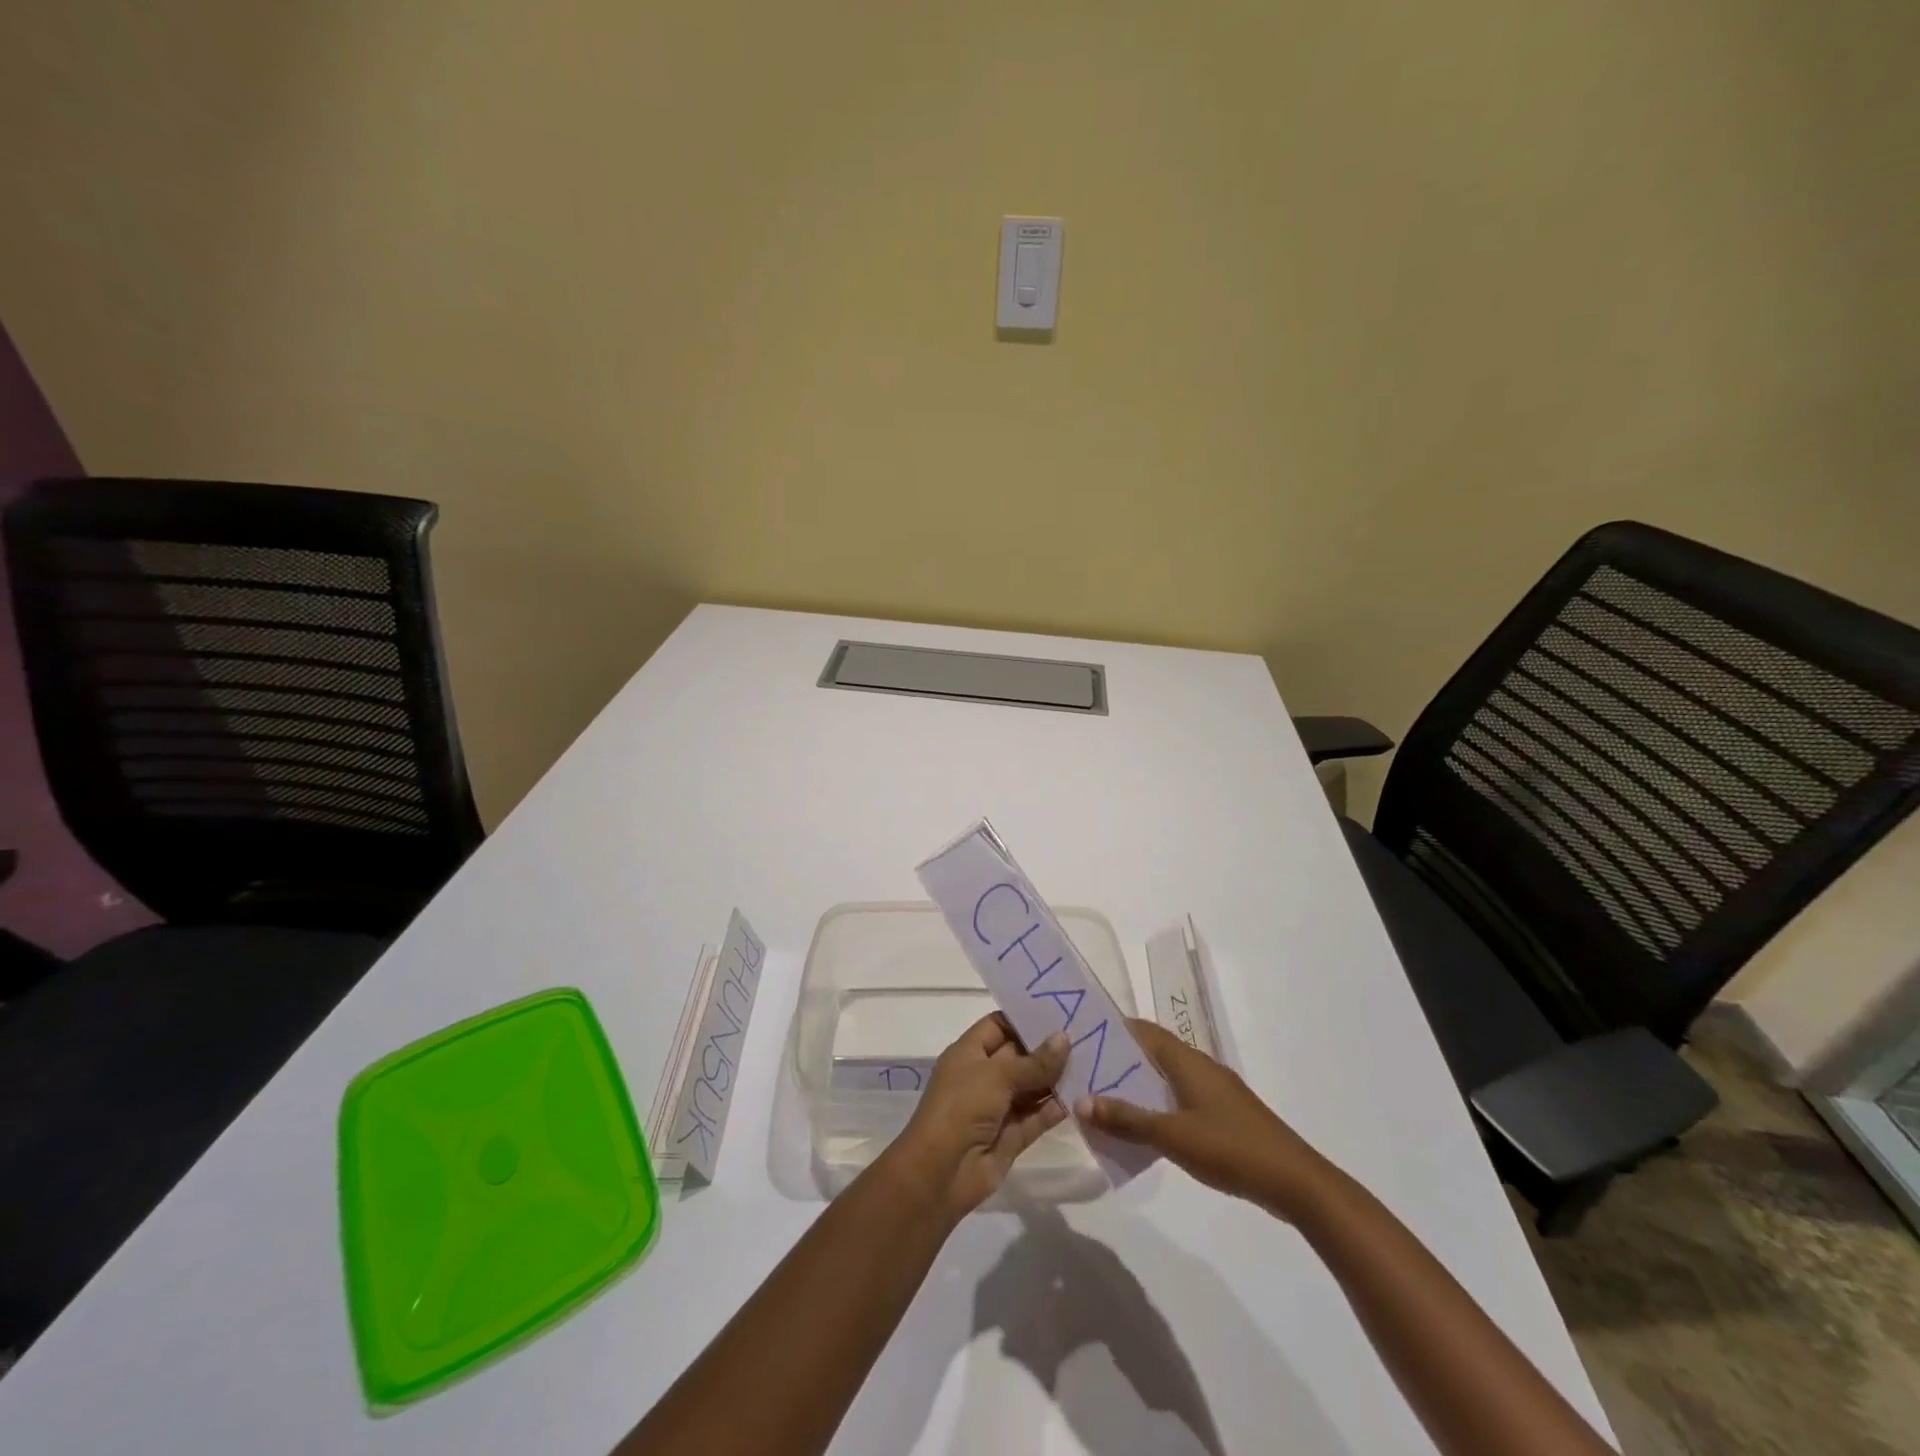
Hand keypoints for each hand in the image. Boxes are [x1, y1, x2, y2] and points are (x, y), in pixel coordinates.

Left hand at [886, 1014, 1069, 1221]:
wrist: (941, 1173)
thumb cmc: (962, 1107)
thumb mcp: (997, 1075)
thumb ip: (1034, 1062)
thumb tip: (1064, 1038)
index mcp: (969, 1053)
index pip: (999, 1025)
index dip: (1025, 1018)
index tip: (1060, 1009)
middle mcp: (983, 1076)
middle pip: (1019, 1056)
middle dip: (1048, 1048)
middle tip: (1087, 1034)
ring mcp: (997, 1108)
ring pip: (1031, 1087)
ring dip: (1056, 1079)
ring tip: (1093, 1062)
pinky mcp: (1011, 1136)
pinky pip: (1036, 1117)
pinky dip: (1055, 1109)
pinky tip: (1081, 1097)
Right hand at [1078, 1018, 1333, 1218]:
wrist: (1295, 1182)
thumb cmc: (1231, 1148)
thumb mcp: (1172, 1136)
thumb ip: (1127, 1119)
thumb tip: (1081, 1101)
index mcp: (1188, 1061)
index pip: (1144, 1030)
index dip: (1113, 1028)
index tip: (1082, 1033)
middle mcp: (1200, 1067)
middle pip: (1153, 1052)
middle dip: (1119, 1058)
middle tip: (1083, 1069)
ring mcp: (1215, 1091)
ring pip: (1166, 1077)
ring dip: (1137, 1084)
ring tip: (1103, 1098)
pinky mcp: (1223, 1115)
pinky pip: (1179, 1098)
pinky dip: (1156, 1104)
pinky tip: (1142, 1127)